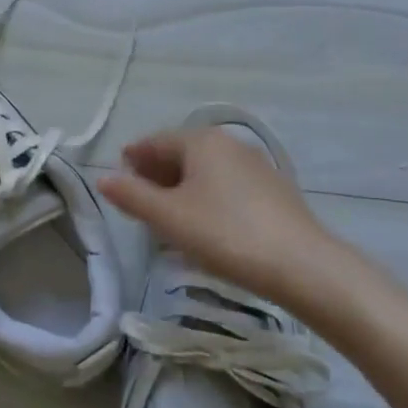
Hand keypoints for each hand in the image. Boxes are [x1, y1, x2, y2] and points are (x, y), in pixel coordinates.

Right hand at [97, 127, 362, 324]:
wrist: (304, 266)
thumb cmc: (226, 234)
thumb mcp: (170, 218)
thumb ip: (132, 196)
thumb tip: (103, 179)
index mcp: (201, 140)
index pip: (156, 141)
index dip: (134, 157)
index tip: (119, 173)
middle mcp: (229, 143)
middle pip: (182, 152)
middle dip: (157, 172)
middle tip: (139, 196)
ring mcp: (256, 165)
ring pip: (206, 169)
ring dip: (182, 185)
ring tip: (168, 213)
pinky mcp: (274, 190)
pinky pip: (227, 184)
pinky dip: (207, 195)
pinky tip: (205, 222)